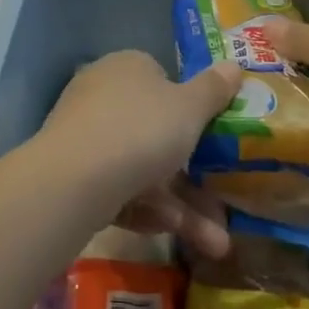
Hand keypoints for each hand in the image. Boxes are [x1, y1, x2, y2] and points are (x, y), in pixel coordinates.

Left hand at [41, 50, 241, 253]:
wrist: (75, 177)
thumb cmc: (141, 129)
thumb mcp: (190, 108)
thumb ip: (213, 89)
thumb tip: (233, 64)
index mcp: (128, 66)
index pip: (161, 78)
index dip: (189, 107)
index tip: (212, 136)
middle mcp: (102, 92)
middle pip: (154, 130)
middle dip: (194, 172)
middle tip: (224, 204)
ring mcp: (86, 133)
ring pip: (141, 167)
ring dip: (181, 205)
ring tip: (217, 244)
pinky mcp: (75, 172)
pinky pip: (119, 188)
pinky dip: (147, 209)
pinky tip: (170, 231)